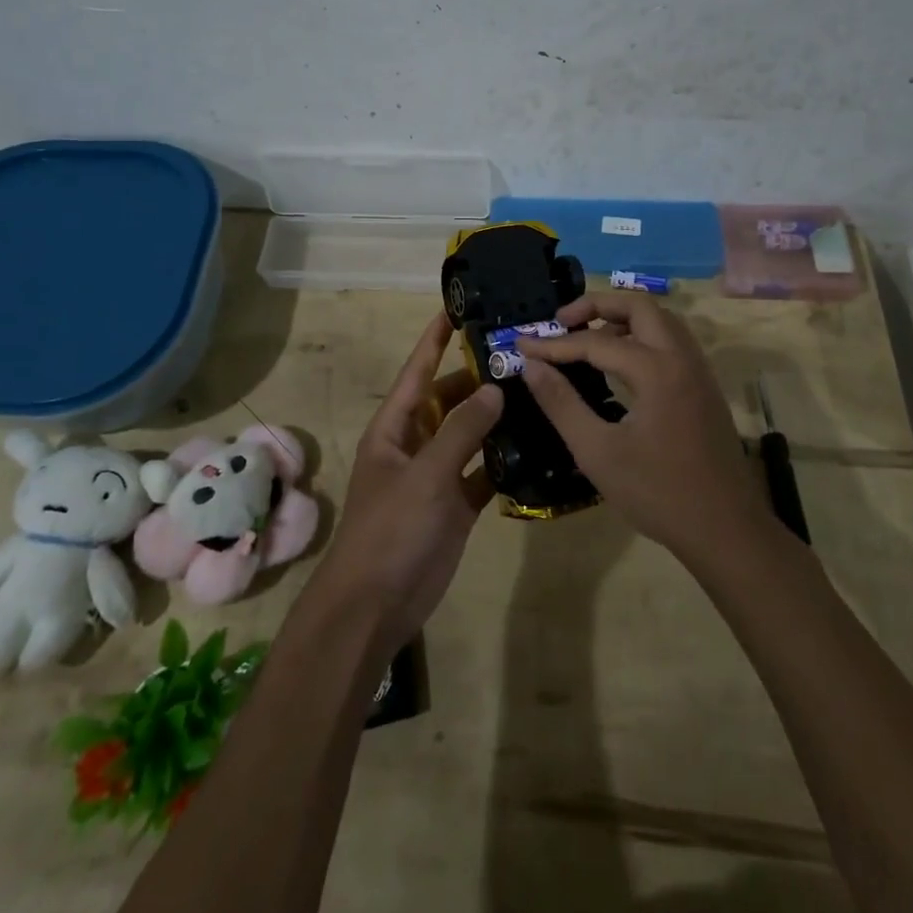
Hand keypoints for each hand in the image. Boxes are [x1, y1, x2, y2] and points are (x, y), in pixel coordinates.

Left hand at [312, 312, 502, 653]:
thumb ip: (461, 431)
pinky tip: (536, 444)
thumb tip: (494, 389)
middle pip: (448, 399)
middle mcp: (415, 443)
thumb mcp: (426, 475)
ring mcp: (437, 474)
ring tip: (535, 390)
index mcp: (395, 427)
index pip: (417, 371)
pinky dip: (503, 460)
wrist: (376, 605)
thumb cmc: (391, 530)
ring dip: (494, 417)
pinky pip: (483, 471)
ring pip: (469, 434)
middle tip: (520, 353)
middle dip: (477, 378)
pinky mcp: (456, 503)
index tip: (458, 307)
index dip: (435, 339)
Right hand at [519, 291, 769, 561]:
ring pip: (660, 320)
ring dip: (622, 317)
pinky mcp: (704, 387)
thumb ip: (561, 403)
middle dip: (596, 305)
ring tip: (587, 336)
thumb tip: (531, 365)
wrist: (726, 531)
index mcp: (656, 370)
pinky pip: (672, 341)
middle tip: (561, 322)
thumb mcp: (597, 452)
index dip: (554, 344)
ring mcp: (698, 370)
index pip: (595, 342)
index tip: (522, 344)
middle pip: (639, 305)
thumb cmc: (658, 494)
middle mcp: (681, 357)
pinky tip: (621, 362)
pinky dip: (642, 335)